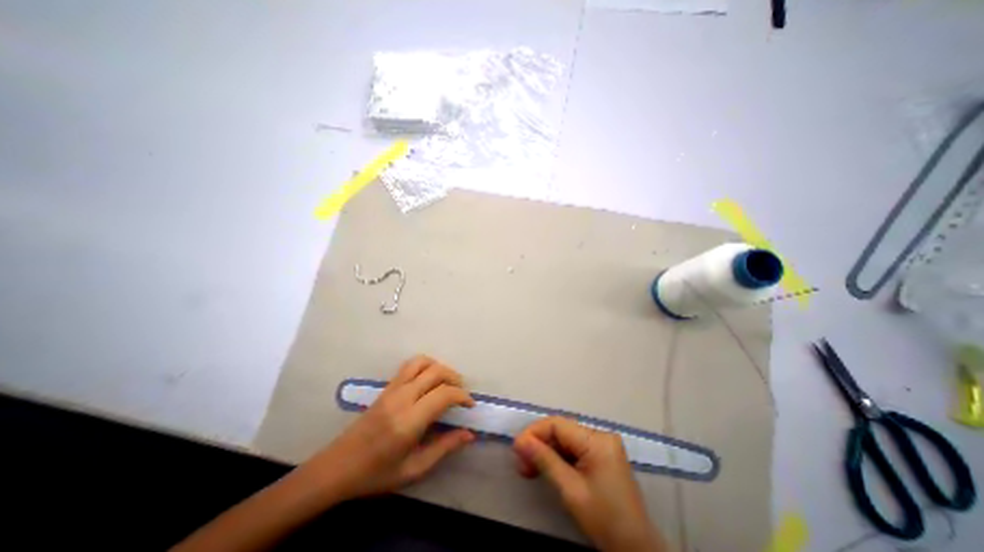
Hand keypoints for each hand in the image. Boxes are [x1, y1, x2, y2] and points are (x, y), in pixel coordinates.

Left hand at [303, 356, 479, 502]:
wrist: (337, 468)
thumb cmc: (376, 475)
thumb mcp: (413, 470)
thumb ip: (444, 448)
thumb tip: (469, 434)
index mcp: (409, 421)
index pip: (444, 394)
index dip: (462, 396)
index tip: (470, 406)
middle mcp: (402, 398)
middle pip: (436, 372)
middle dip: (455, 378)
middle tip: (461, 393)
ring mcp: (392, 389)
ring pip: (422, 362)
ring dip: (440, 367)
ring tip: (447, 382)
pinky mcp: (386, 387)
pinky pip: (409, 366)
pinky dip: (425, 366)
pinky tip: (429, 380)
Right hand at [510, 419, 663, 551]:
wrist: (638, 550)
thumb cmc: (605, 520)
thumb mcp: (570, 490)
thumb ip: (545, 460)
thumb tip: (520, 441)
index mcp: (597, 440)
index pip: (558, 425)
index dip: (534, 432)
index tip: (516, 448)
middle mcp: (601, 436)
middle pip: (561, 431)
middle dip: (539, 444)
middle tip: (520, 463)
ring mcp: (603, 445)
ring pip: (565, 440)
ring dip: (546, 452)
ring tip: (528, 469)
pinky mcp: (602, 455)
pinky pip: (574, 449)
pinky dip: (558, 458)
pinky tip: (545, 469)